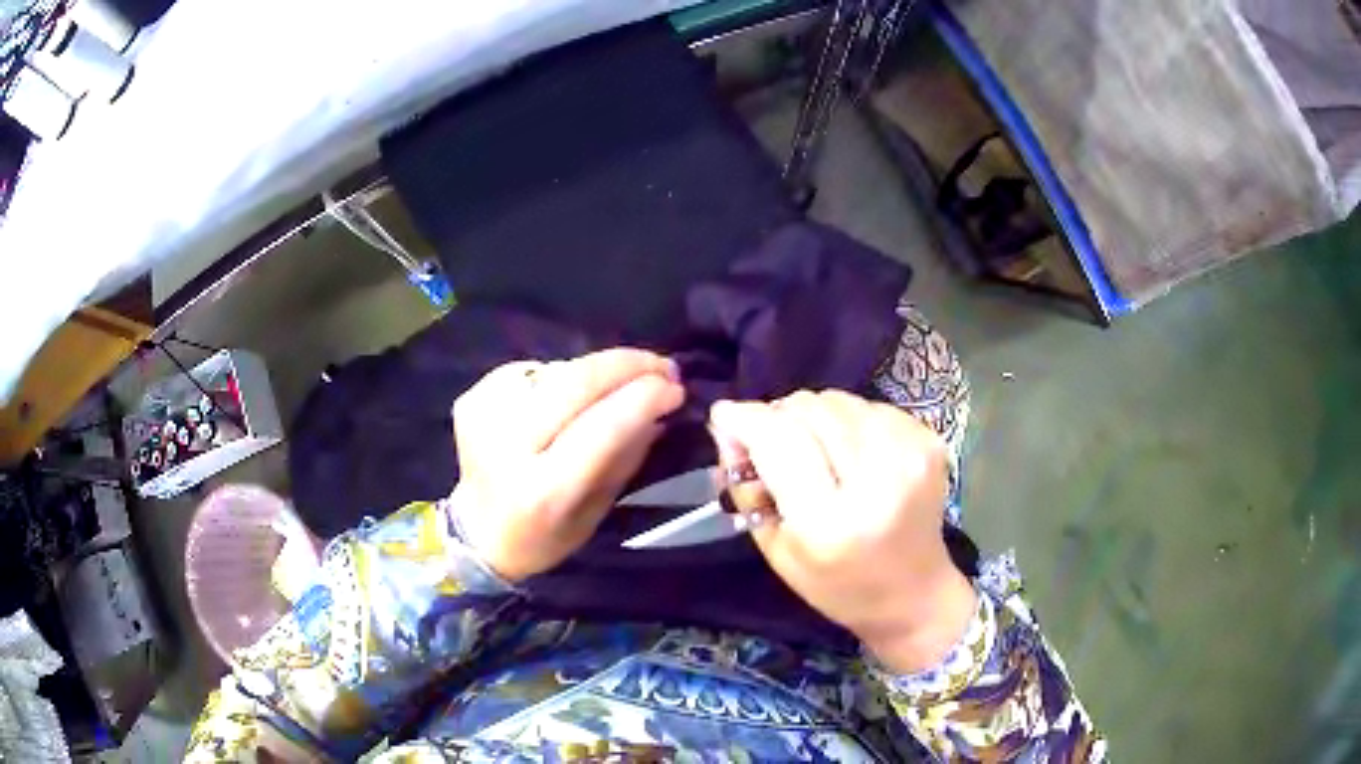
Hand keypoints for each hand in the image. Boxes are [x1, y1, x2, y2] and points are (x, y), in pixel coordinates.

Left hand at [450, 349, 684, 581]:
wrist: (478, 534)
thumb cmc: (545, 535)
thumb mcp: (596, 511)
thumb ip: (627, 457)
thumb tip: (658, 407)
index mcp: (543, 490)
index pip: (601, 428)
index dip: (644, 399)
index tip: (677, 387)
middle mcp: (507, 446)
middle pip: (575, 382)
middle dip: (628, 365)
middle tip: (663, 366)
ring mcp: (483, 416)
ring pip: (557, 370)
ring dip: (597, 371)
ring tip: (620, 383)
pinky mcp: (472, 398)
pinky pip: (533, 370)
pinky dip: (561, 377)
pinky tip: (566, 398)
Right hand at [710, 390, 975, 672]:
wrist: (915, 593)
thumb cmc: (837, 585)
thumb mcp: (776, 550)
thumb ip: (745, 487)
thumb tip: (727, 425)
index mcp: (831, 523)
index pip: (779, 441)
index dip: (746, 419)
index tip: (724, 415)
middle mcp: (877, 481)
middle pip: (811, 410)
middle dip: (779, 416)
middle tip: (770, 441)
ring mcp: (911, 456)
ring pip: (839, 401)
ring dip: (815, 416)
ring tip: (815, 450)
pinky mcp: (930, 441)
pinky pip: (869, 406)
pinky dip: (849, 420)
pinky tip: (850, 451)